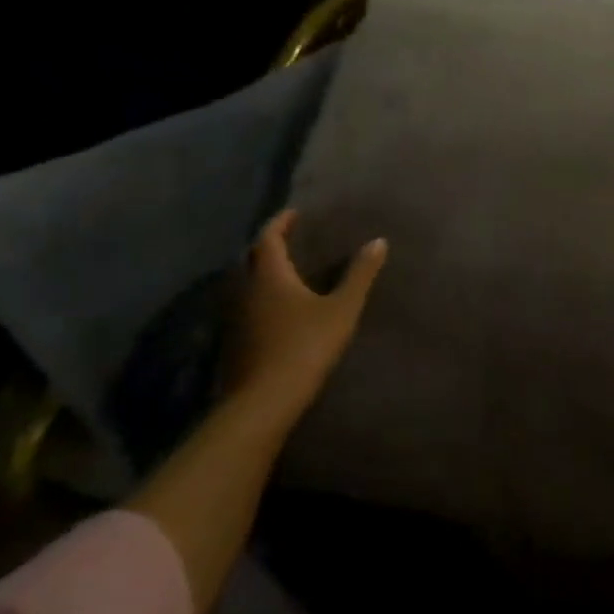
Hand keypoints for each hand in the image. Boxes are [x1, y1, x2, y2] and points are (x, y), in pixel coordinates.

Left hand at [228, 210, 386, 425]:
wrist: (265, 400)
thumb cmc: (305, 345)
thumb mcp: (342, 308)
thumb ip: (359, 275)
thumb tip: (378, 242)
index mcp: (270, 276)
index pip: (268, 238)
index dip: (280, 223)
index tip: (293, 213)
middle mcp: (246, 290)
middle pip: (251, 258)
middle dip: (268, 245)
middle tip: (288, 238)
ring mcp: (236, 317)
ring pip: (245, 283)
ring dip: (262, 271)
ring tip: (285, 270)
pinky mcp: (235, 341)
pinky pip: (246, 306)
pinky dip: (260, 296)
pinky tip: (275, 307)